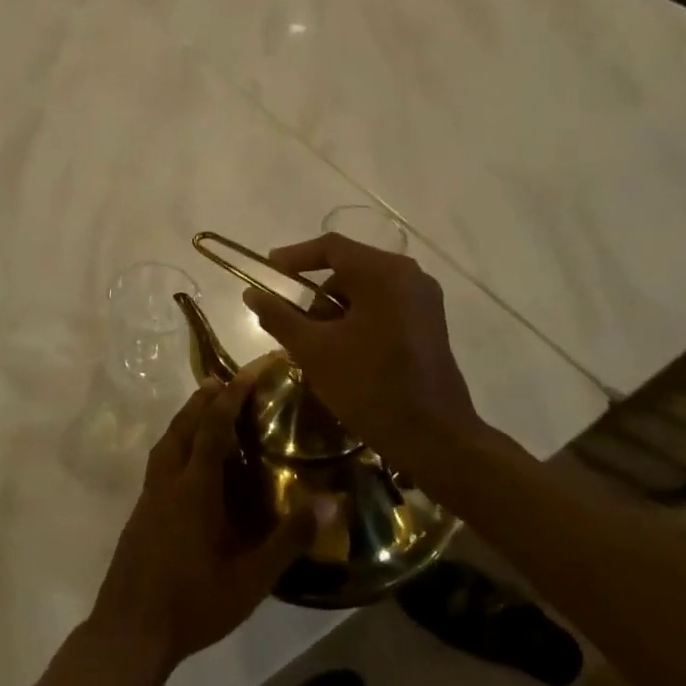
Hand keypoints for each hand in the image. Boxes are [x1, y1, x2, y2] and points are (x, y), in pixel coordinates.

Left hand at [86, 362, 320, 685]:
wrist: (129, 631)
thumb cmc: (193, 603)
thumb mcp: (251, 578)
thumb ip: (290, 539)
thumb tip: (332, 501)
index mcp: (194, 488)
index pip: (213, 427)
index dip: (232, 396)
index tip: (249, 371)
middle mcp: (168, 481)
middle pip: (183, 425)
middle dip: (204, 399)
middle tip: (227, 383)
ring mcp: (149, 496)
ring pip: (166, 442)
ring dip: (186, 419)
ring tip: (207, 412)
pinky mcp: (140, 513)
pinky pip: (160, 461)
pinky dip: (177, 444)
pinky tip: (190, 466)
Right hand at [241, 232, 493, 462]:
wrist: (434, 438)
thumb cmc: (370, 387)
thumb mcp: (314, 350)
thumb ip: (279, 316)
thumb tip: (251, 293)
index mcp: (383, 273)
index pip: (331, 247)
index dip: (294, 256)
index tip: (268, 271)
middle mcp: (409, 276)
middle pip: (349, 267)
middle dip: (316, 291)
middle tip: (291, 319)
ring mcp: (424, 299)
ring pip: (366, 288)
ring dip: (336, 308)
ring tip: (316, 343)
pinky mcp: (429, 323)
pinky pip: (384, 305)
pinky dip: (358, 318)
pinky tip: (343, 350)